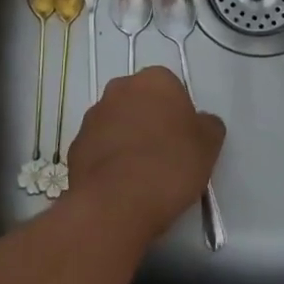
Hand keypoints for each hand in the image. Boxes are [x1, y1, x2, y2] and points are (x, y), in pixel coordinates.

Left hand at [65, 67, 224, 242]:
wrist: (116, 203)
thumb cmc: (170, 164)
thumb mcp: (209, 144)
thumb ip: (208, 125)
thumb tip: (201, 123)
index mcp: (155, 80)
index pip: (171, 89)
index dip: (179, 115)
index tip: (185, 140)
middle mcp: (119, 89)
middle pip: (141, 102)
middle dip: (150, 121)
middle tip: (165, 155)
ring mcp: (93, 117)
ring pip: (117, 124)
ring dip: (127, 140)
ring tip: (141, 175)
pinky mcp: (74, 146)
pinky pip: (99, 148)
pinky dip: (108, 161)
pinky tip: (120, 185)